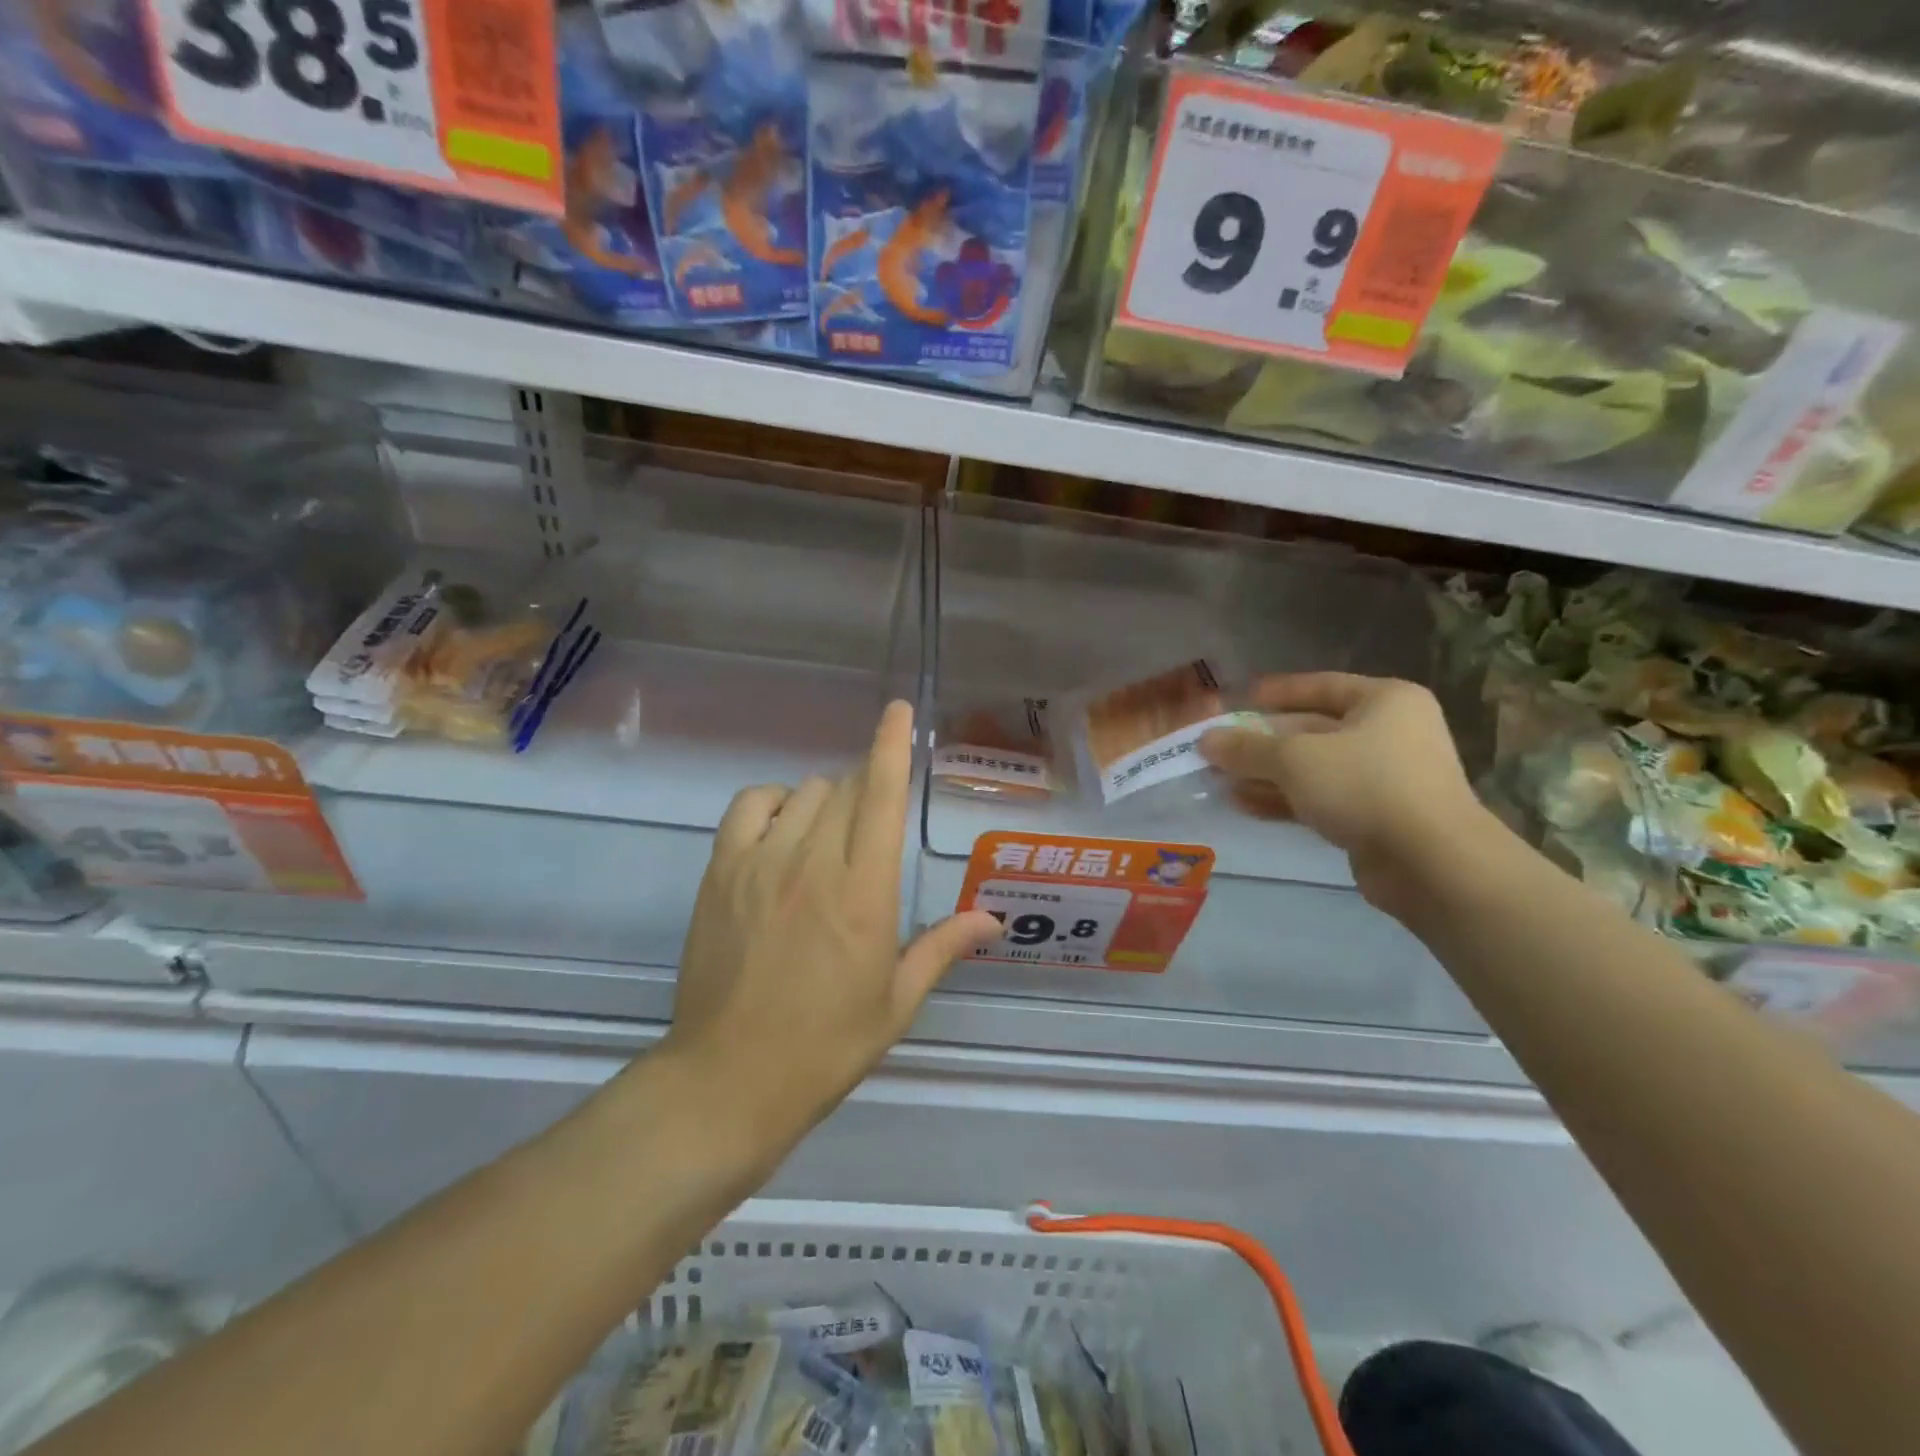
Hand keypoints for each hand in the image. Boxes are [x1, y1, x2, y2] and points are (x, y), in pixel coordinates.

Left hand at [662, 701, 1000, 1156]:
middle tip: (870, 829)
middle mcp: (814, 863)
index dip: (891, 746)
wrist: (729, 1079)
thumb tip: (993, 919)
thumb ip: (943, 947)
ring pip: (802, 792)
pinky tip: (782, 829)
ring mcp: (761, 863)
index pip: (881, 796)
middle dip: (865, 790)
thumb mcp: (897, 1001)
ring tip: (828, 838)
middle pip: (844, 789)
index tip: (899, 711)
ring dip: (825, 800)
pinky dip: (772, 802)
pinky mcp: (721, 872)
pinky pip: (750, 805)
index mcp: (864, 892)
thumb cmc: (826, 1045)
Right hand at [1199, 673, 1489, 914]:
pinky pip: (1321, 799)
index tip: (1237, 700)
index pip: (1320, 685)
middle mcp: (1390, 732)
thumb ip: (1247, 747)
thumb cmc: (1365, 786)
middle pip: (1312, 730)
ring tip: (1219, 780)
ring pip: (1313, 768)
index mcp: (1384, 701)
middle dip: (1262, 742)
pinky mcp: (1376, 817)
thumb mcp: (1294, 758)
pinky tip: (1243, 804)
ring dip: (1266, 774)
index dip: (1275, 692)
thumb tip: (1205, 740)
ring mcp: (1385, 778)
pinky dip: (1284, 800)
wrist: (1431, 863)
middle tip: (1218, 748)